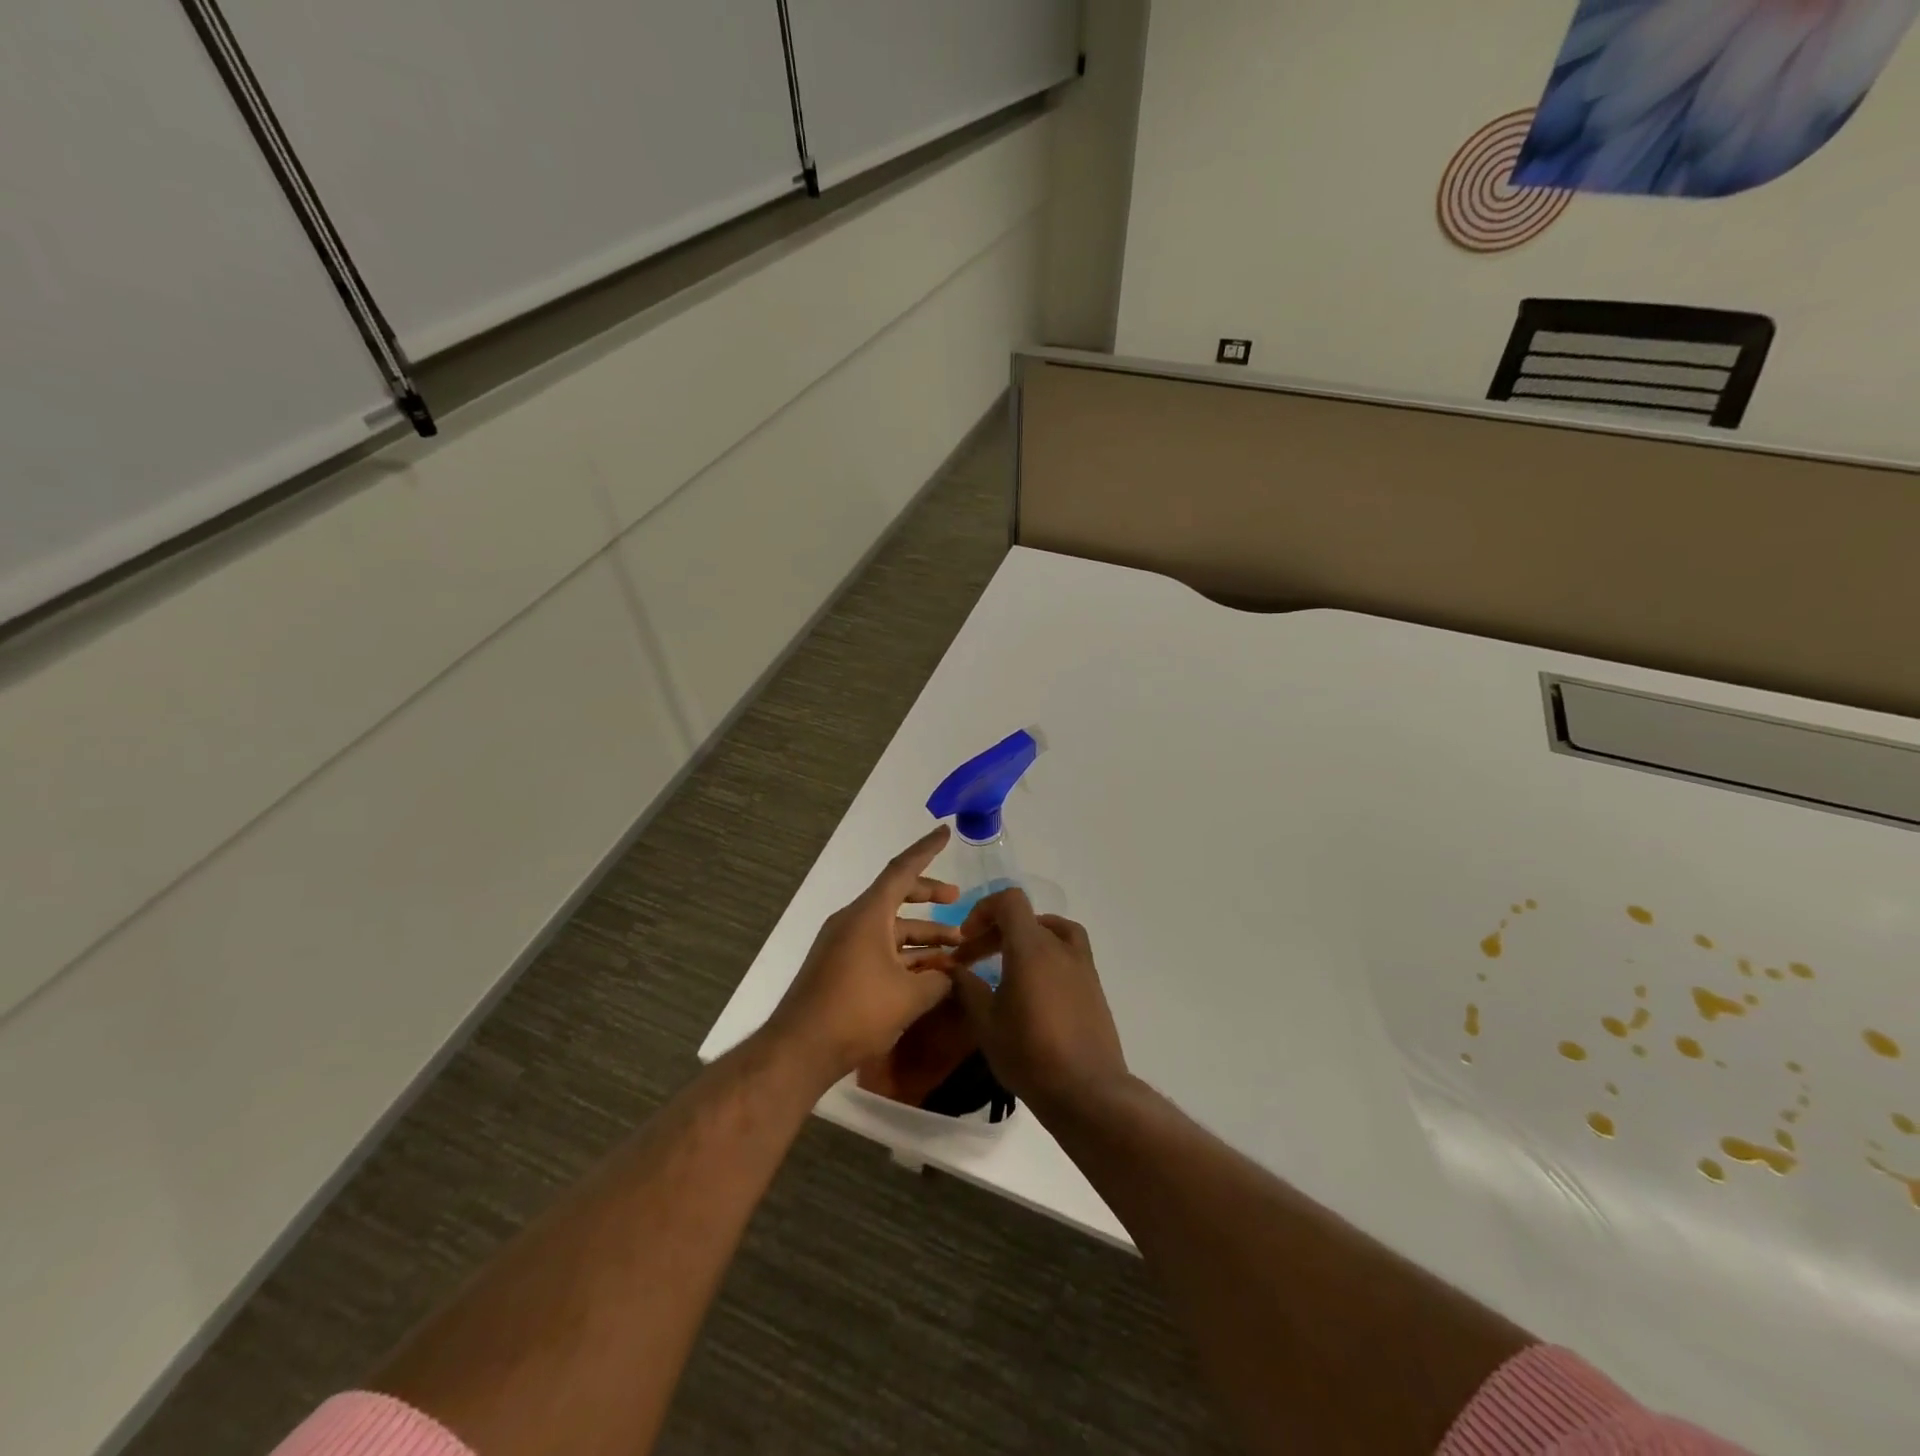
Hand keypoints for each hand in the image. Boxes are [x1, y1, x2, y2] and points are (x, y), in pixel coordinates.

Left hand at [764, 825, 963, 1084]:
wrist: (799, 1049)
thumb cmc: (856, 1012)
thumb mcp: (909, 996)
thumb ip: (938, 980)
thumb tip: (952, 975)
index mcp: (868, 914)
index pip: (902, 870)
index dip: (927, 850)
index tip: (945, 832)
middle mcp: (853, 921)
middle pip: (896, 896)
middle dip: (929, 895)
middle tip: (957, 899)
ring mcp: (843, 944)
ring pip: (889, 927)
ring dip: (921, 934)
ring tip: (955, 949)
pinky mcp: (838, 968)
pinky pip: (877, 948)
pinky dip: (903, 954)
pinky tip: (926, 973)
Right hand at [942, 888, 1129, 1116]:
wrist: (1087, 1090)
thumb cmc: (1030, 1054)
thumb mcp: (986, 1023)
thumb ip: (968, 987)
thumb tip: (953, 968)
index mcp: (1032, 947)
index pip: (1010, 901)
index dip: (983, 910)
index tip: (966, 938)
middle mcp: (1060, 947)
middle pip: (1026, 918)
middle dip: (995, 931)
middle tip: (972, 960)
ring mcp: (1082, 965)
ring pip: (1052, 930)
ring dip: (1025, 938)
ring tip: (1007, 964)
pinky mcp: (1094, 985)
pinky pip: (1068, 952)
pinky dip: (1047, 954)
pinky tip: (1034, 987)